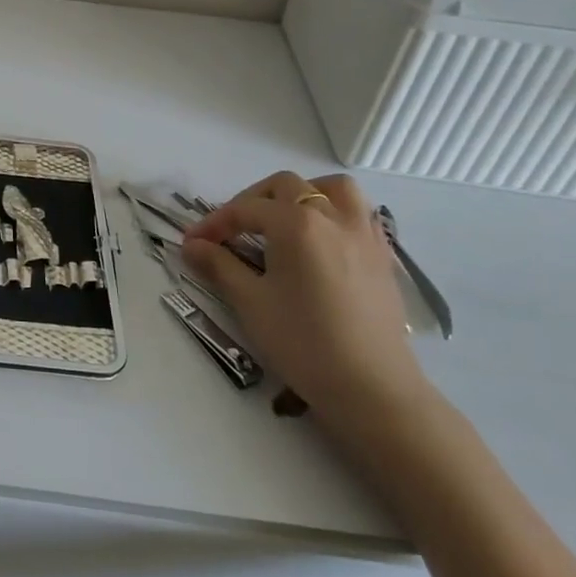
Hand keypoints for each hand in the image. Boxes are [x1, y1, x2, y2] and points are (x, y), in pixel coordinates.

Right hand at [182, 171, 428, 429]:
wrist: (372, 390)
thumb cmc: (304, 342)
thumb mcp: (251, 302)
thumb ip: (219, 265)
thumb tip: (192, 245)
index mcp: (296, 223)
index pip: (245, 210)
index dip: (214, 223)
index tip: (192, 242)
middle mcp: (333, 216)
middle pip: (287, 186)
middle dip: (254, 200)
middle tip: (233, 229)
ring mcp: (364, 234)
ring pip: (334, 189)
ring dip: (304, 194)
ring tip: (284, 219)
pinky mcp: (383, 257)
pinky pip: (360, 214)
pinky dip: (336, 213)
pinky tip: (321, 242)